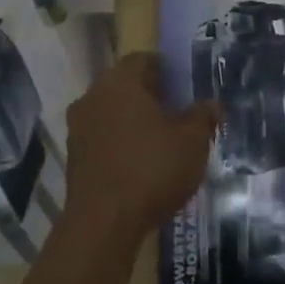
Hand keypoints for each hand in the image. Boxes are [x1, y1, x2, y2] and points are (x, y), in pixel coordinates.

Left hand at [63, 53, 218, 245]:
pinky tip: (140, 163)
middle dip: (149, 95)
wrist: (103, 224)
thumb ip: (203, 117)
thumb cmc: (152, 169)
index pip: (142, 59)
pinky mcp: (73, 157)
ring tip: (161, 140)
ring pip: (111, 112)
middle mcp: (93, 97)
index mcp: (120, 82)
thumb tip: (211, 103)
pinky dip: (119, 142)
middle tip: (176, 111)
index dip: (165, 69)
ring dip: (133, 120)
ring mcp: (78, 128)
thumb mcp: (192, 142)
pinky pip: (101, 137)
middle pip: (124, 85)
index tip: (183, 85)